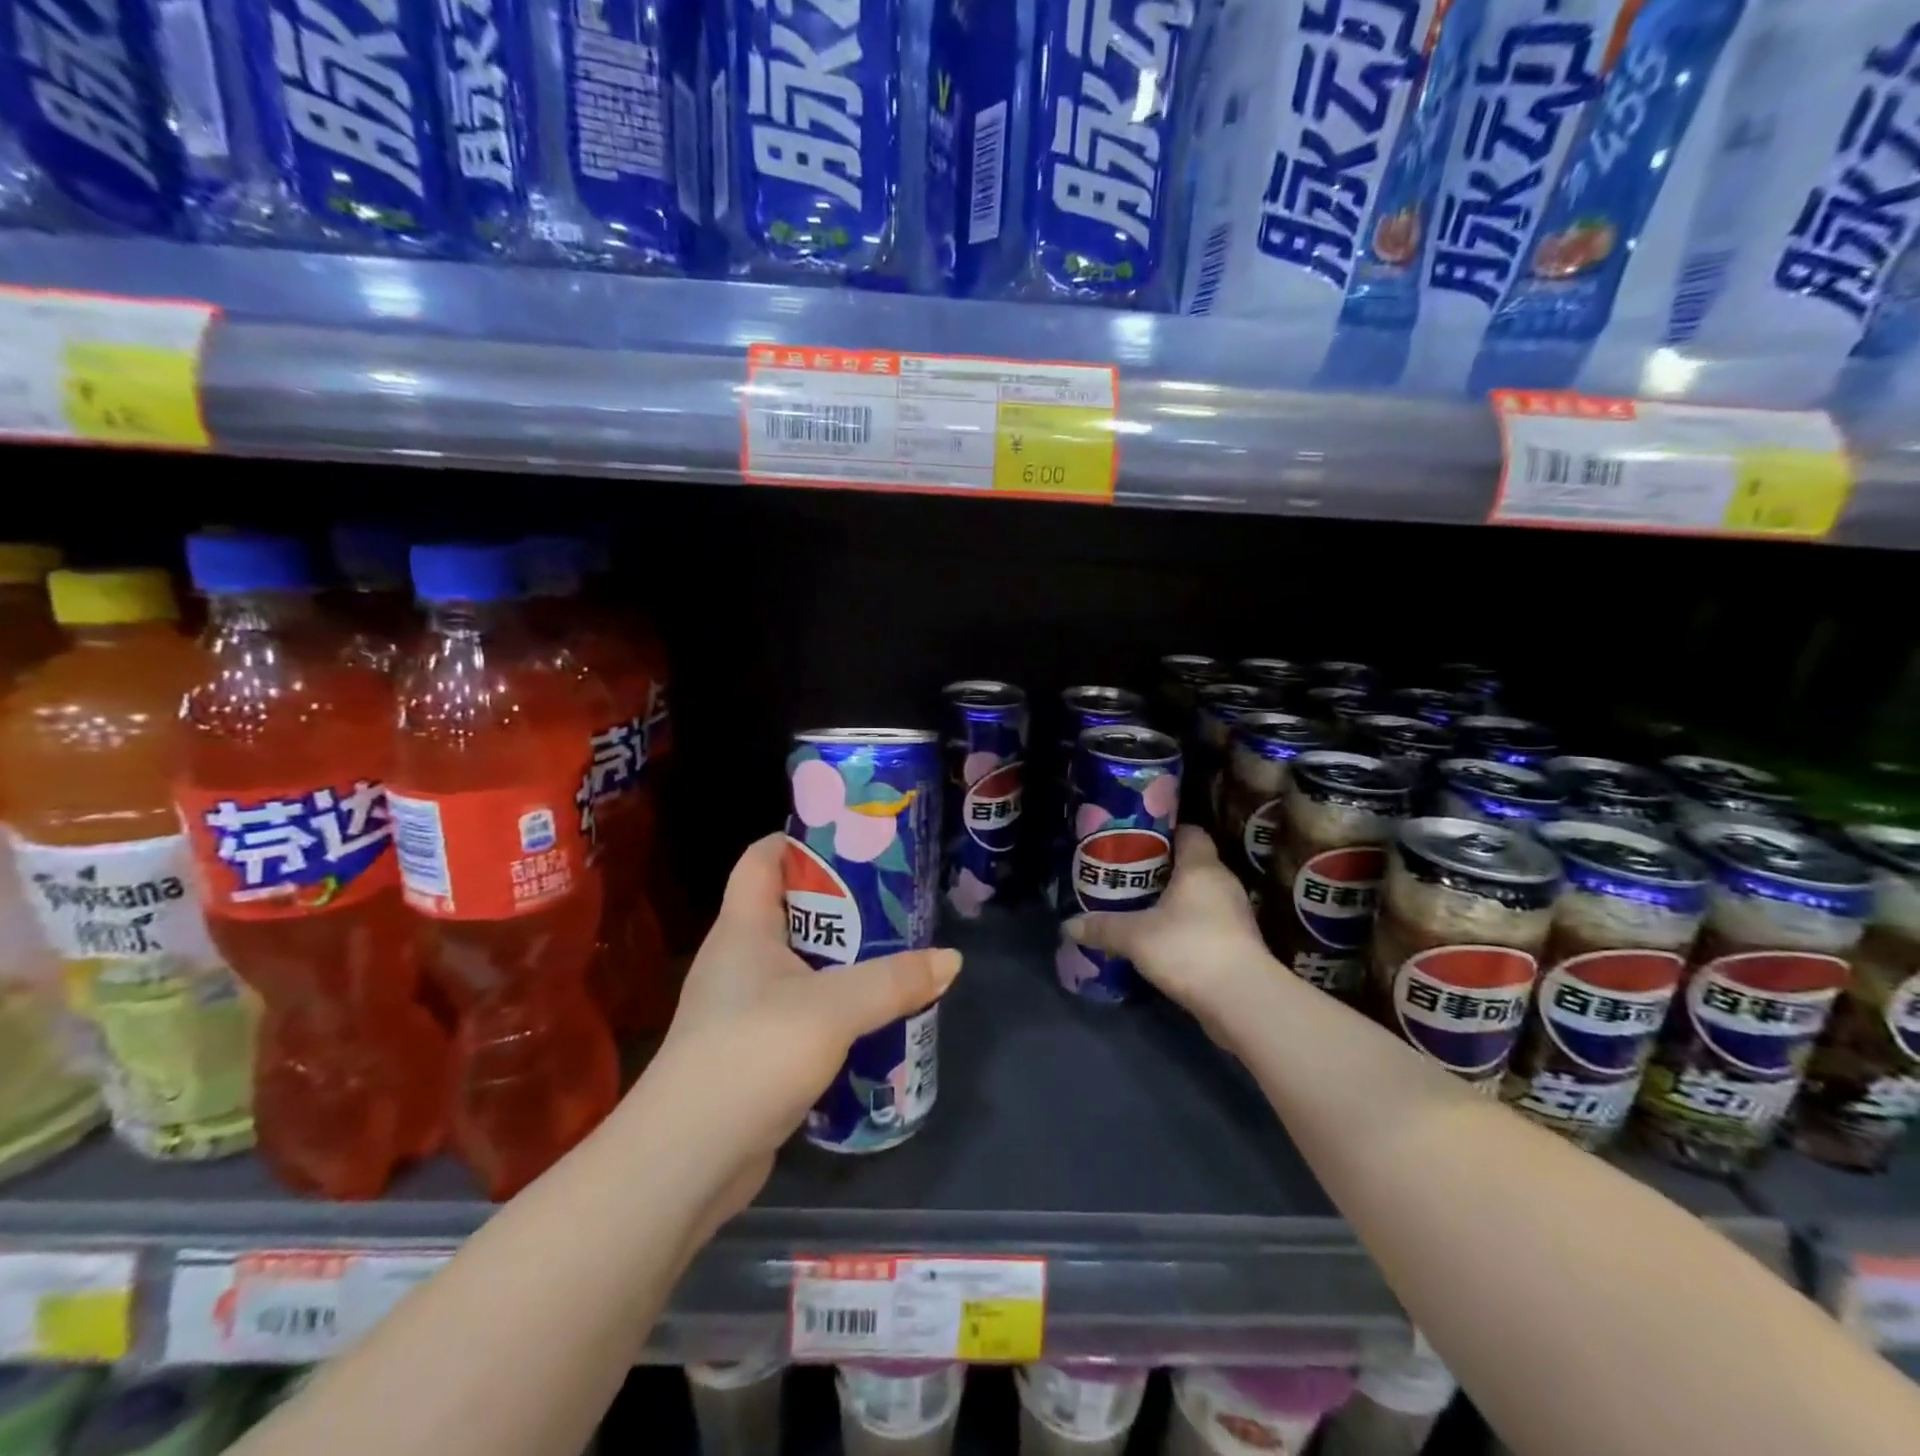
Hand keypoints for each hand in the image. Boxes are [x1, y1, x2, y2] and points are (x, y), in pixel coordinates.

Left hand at [644, 833, 961, 1217]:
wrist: (687, 1161)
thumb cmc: (752, 1054)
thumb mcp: (834, 1009)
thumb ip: (894, 981)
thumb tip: (951, 960)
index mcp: (743, 928)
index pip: (761, 859)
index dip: (801, 840)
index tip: (854, 840)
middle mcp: (738, 959)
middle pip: (790, 909)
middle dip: (841, 903)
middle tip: (896, 902)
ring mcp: (742, 1008)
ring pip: (800, 965)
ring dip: (843, 959)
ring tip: (896, 955)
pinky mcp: (753, 1051)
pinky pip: (801, 1010)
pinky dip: (834, 1007)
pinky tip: (872, 1018)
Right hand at [1065, 825, 1268, 1032]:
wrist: (1242, 1001)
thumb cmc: (1189, 948)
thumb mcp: (1135, 936)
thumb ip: (1102, 927)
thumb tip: (1068, 925)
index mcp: (1201, 867)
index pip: (1190, 832)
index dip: (1165, 833)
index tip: (1136, 842)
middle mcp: (1223, 883)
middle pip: (1192, 864)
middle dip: (1162, 870)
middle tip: (1128, 876)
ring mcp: (1235, 915)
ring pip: (1200, 896)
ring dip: (1174, 901)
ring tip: (1140, 908)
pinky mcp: (1238, 944)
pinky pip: (1207, 923)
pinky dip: (1186, 927)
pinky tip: (1161, 940)